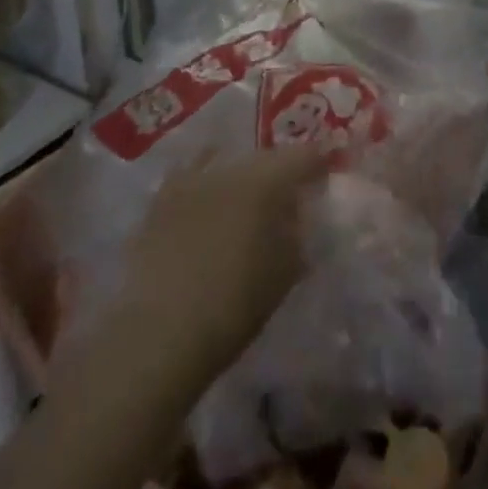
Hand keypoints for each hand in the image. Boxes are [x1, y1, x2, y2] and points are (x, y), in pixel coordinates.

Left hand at [110, 144, 330, 383]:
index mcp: (267, 180)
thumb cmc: (235, 305)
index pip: (304, 155)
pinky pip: (192, 176)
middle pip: (265, 157)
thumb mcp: (285, 272)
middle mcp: (231, 167)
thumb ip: (298, 233)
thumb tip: (300, 214)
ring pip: (228, 164)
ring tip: (246, 198)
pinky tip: (207, 199)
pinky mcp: (161, 198)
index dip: (319, 162)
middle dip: (280, 171)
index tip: (326, 173)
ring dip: (242, 177)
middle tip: (288, 193)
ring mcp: (192, 178)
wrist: (161, 333)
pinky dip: (206, 184)